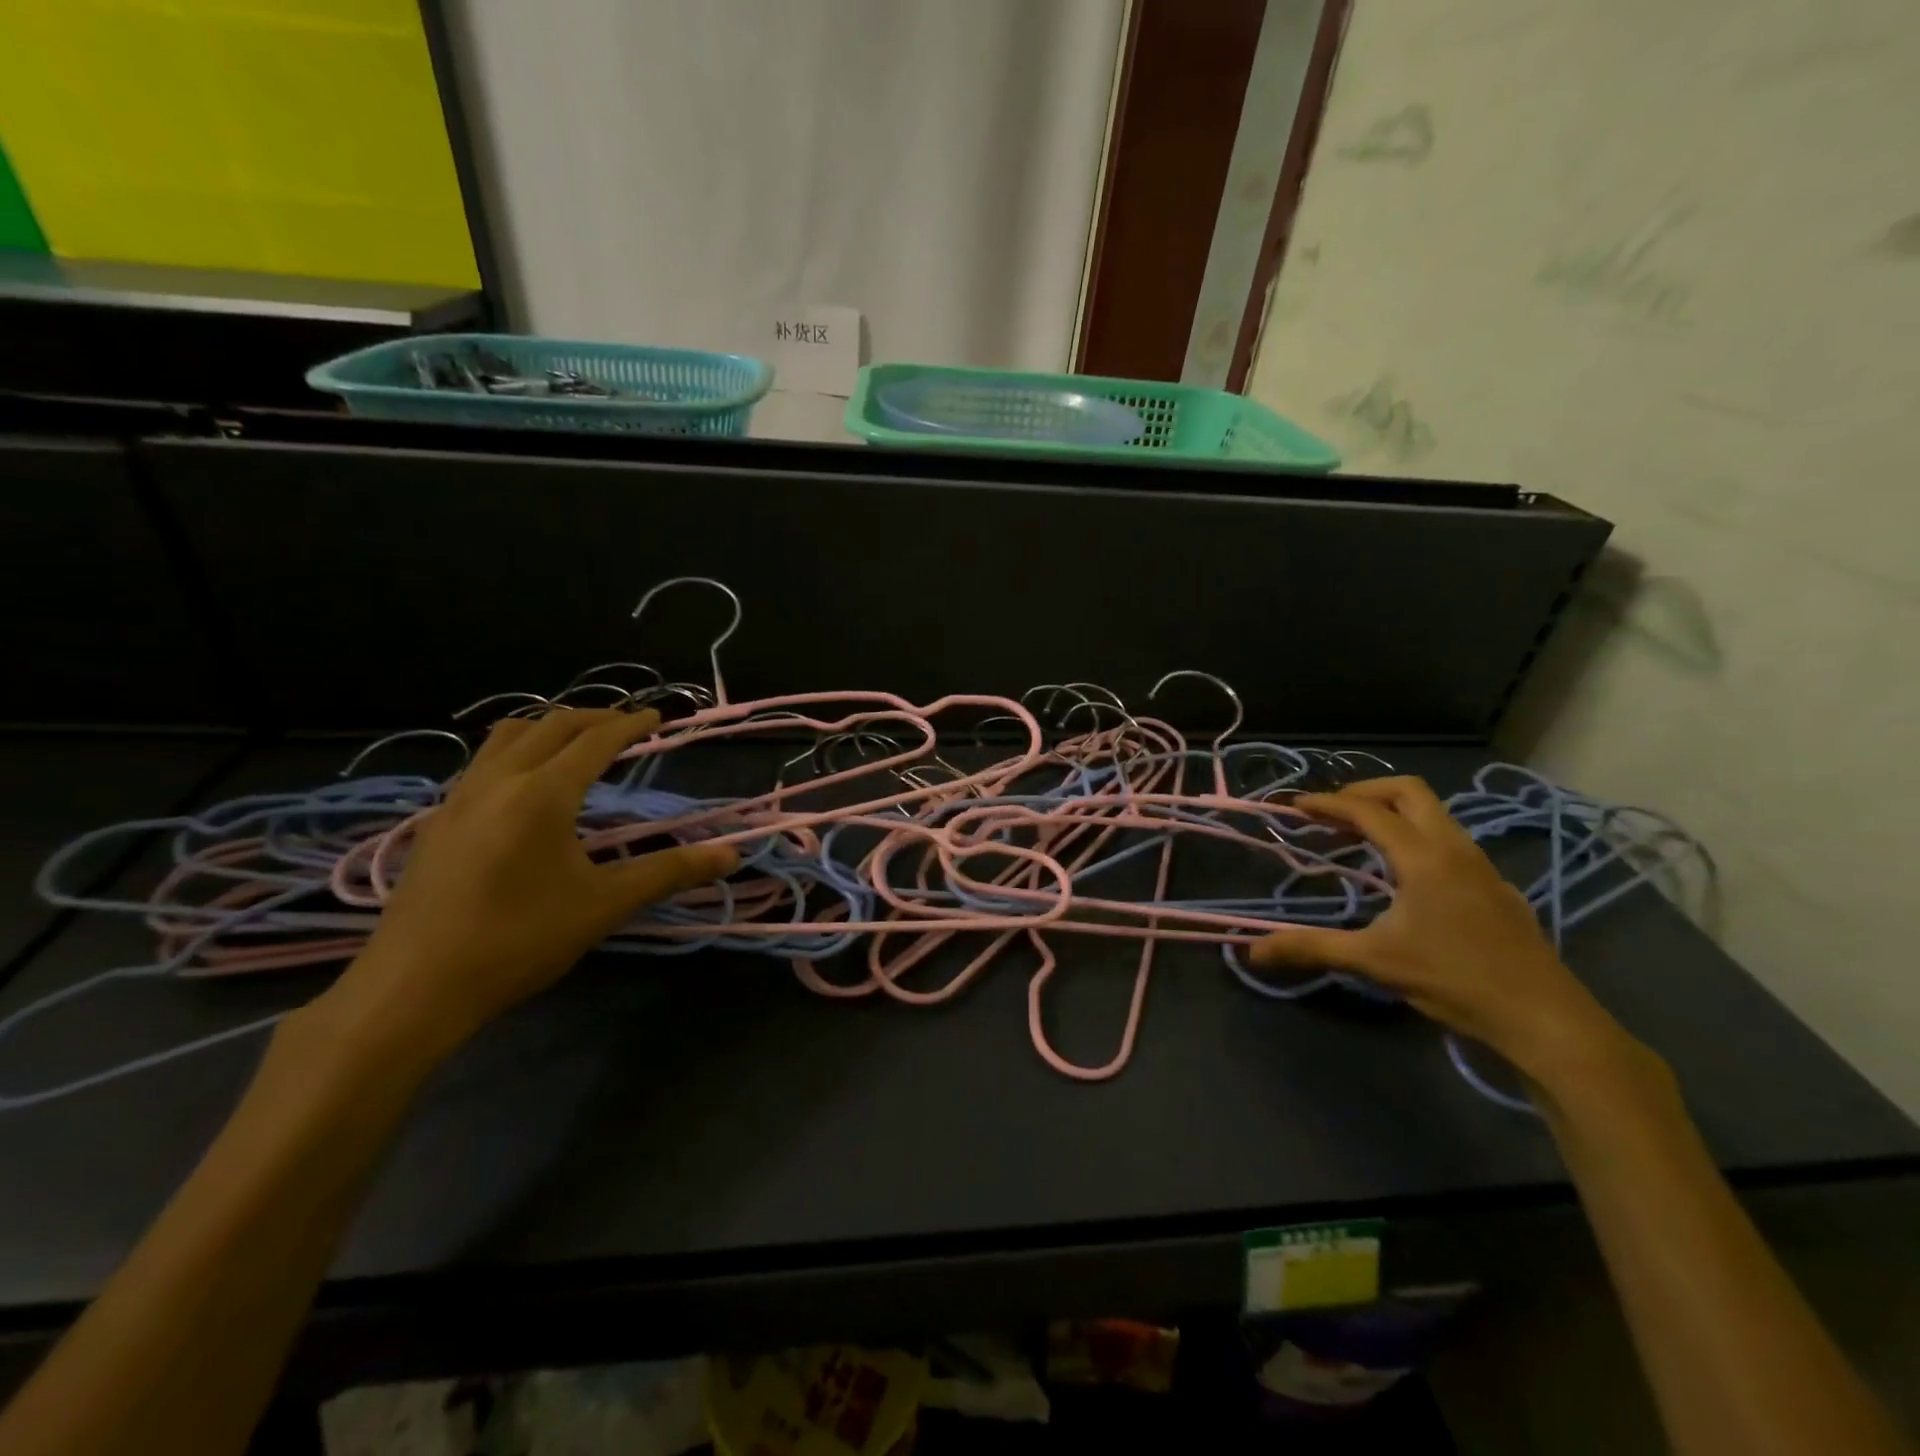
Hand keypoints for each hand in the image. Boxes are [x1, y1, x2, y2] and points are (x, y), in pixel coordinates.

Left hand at [323, 708, 737, 1054]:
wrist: (412, 989)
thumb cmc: (518, 940)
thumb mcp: (604, 905)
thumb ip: (669, 872)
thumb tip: (730, 856)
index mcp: (543, 793)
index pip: (595, 741)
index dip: (630, 725)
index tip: (657, 715)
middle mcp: (498, 781)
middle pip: (550, 725)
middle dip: (593, 718)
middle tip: (626, 725)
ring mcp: (459, 798)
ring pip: (507, 737)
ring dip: (549, 727)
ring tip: (577, 742)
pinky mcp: (437, 822)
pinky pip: (483, 762)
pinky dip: (517, 750)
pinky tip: (525, 785)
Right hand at [1251, 776, 1640, 1086]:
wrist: (1543, 1018)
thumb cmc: (1454, 980)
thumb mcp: (1373, 962)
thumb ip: (1311, 948)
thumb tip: (1252, 951)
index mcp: (1424, 857)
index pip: (1368, 811)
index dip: (1327, 804)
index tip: (1295, 806)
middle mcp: (1455, 848)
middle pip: (1408, 792)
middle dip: (1364, 791)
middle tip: (1330, 812)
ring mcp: (1480, 865)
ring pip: (1434, 814)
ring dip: (1392, 812)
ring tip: (1357, 837)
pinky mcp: (1494, 887)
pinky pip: (1448, 840)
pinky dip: (1414, 836)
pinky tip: (1401, 874)